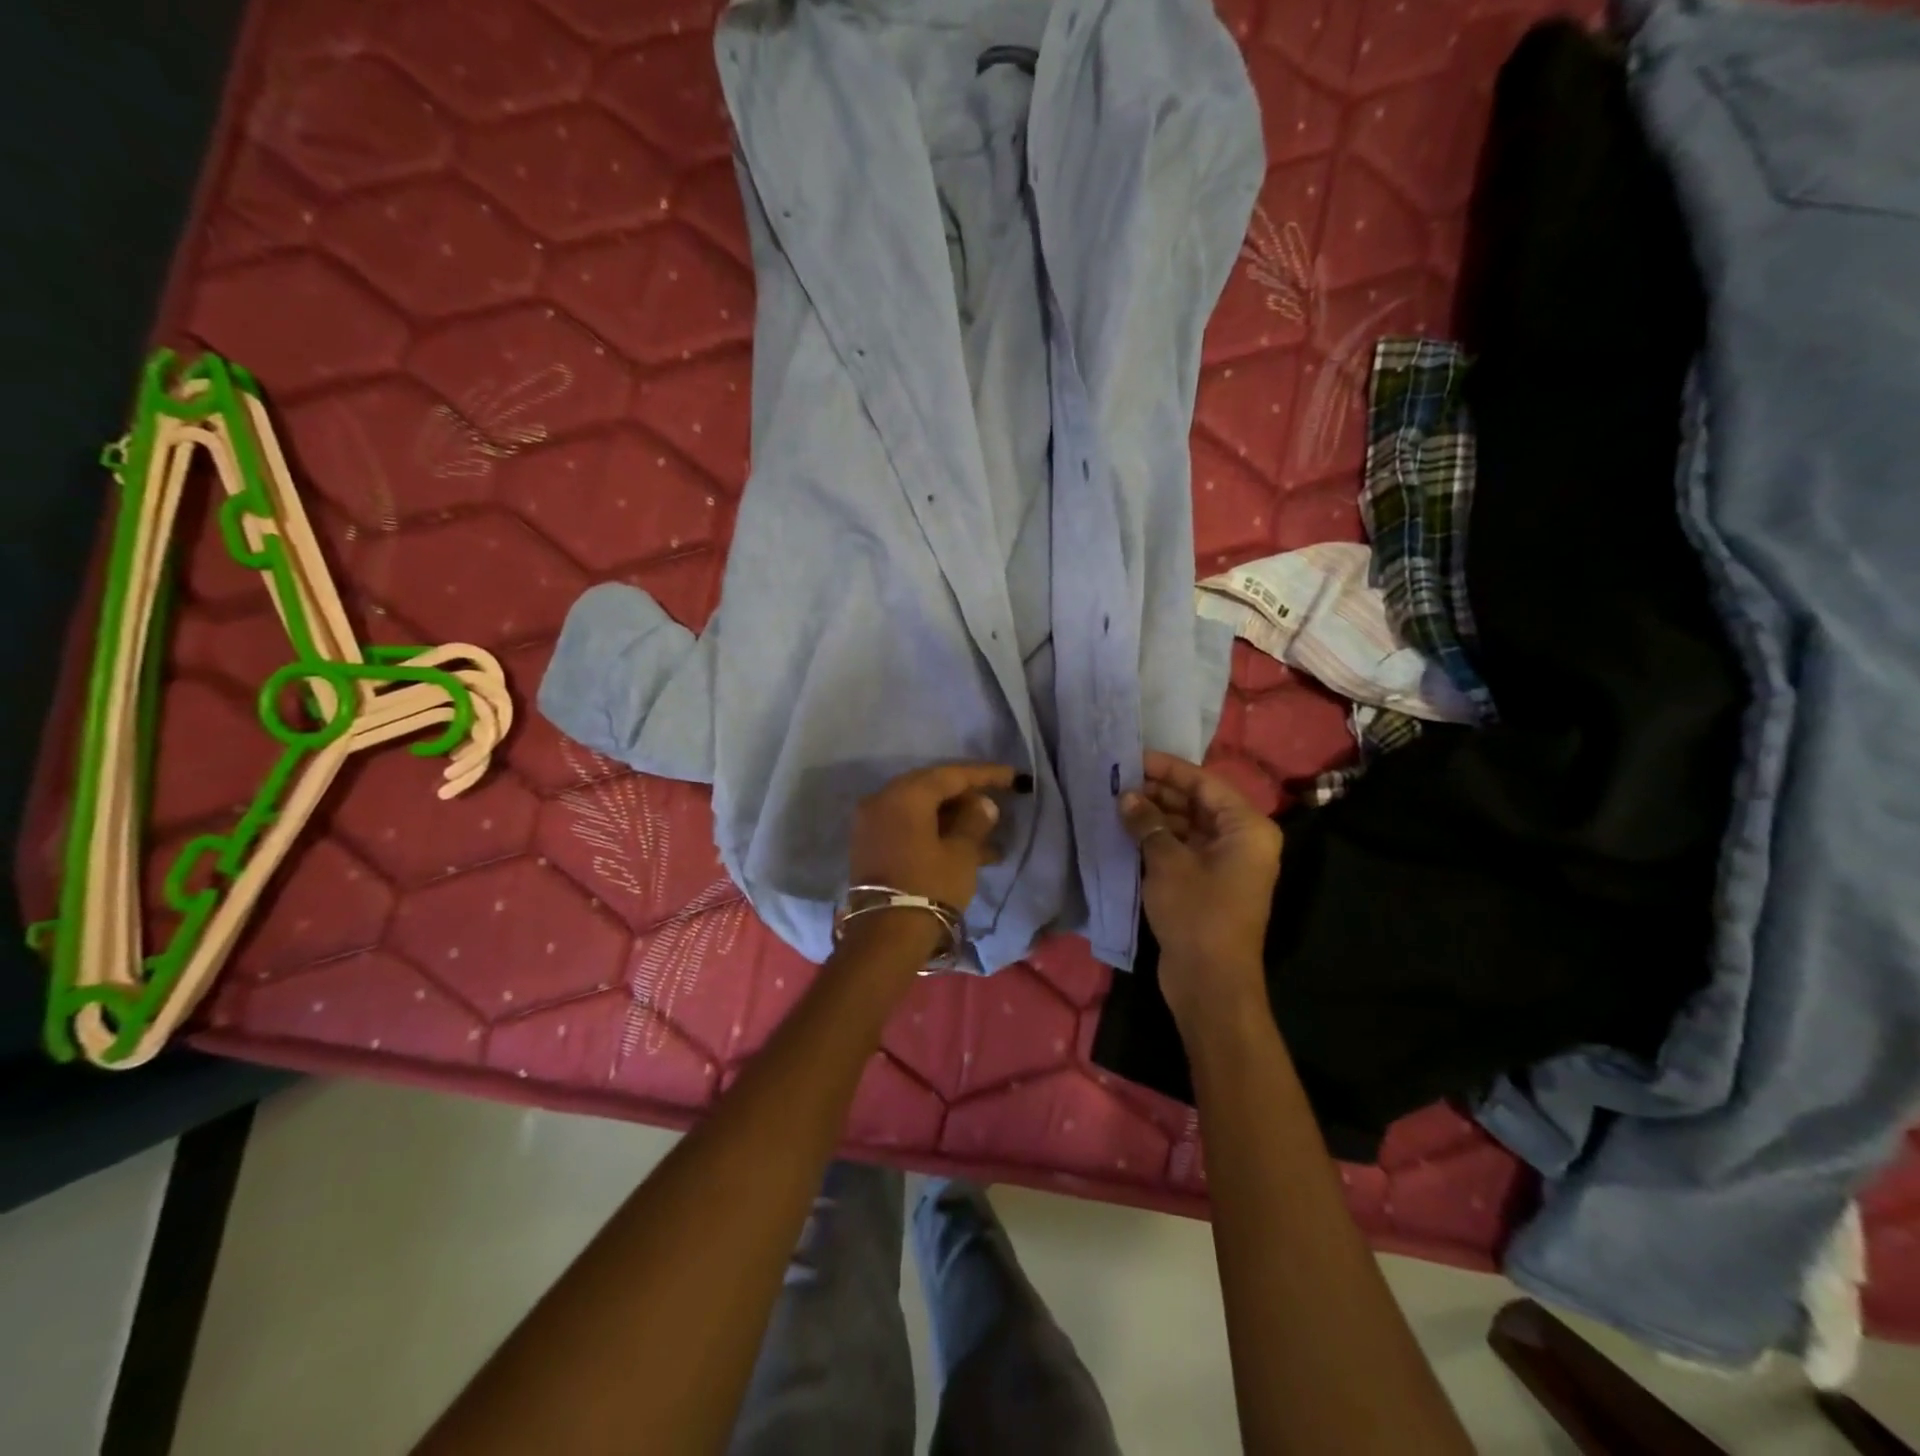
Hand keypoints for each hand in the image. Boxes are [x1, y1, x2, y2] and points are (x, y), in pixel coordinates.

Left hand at [848, 762, 1027, 912]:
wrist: (884, 936)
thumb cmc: (929, 887)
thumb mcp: (961, 853)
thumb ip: (974, 821)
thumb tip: (983, 804)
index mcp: (905, 795)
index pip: (951, 775)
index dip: (985, 774)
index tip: (1013, 777)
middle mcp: (882, 800)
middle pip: (932, 788)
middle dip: (966, 796)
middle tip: (995, 804)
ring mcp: (871, 823)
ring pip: (920, 810)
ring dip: (952, 819)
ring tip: (987, 835)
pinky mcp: (870, 845)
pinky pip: (908, 826)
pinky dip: (933, 831)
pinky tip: (963, 848)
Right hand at [1119, 752, 1281, 1028]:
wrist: (1210, 982)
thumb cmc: (1197, 914)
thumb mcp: (1167, 862)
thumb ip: (1147, 823)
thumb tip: (1126, 796)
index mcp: (1247, 827)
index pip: (1204, 782)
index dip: (1167, 768)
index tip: (1132, 757)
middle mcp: (1242, 839)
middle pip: (1197, 802)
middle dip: (1158, 791)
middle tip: (1117, 780)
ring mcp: (1226, 862)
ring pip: (1188, 825)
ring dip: (1155, 815)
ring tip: (1116, 803)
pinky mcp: (1209, 882)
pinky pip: (1184, 847)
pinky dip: (1159, 838)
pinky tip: (1127, 830)